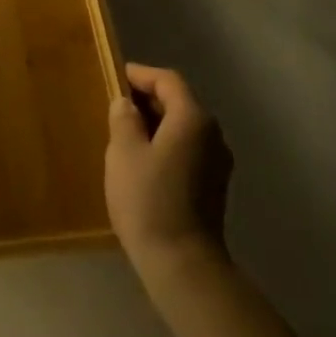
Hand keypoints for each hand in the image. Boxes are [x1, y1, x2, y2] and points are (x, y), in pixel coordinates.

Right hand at [106, 63, 232, 270]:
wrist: (182, 261)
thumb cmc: (148, 199)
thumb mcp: (123, 152)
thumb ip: (124, 120)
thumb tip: (127, 104)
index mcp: (193, 119)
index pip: (168, 81)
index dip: (141, 75)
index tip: (117, 75)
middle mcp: (213, 135)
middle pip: (180, 103)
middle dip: (149, 99)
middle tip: (117, 104)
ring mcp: (218, 162)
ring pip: (185, 128)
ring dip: (157, 123)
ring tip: (126, 131)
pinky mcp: (214, 186)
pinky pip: (189, 150)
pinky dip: (167, 144)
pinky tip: (144, 161)